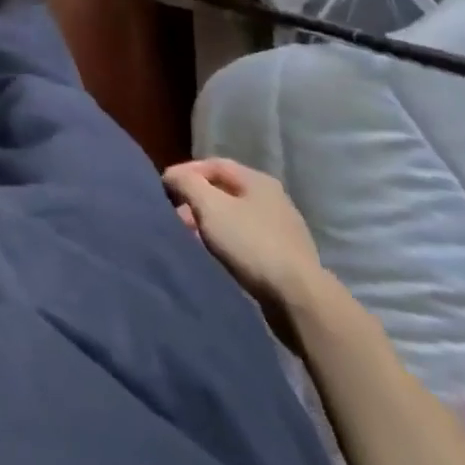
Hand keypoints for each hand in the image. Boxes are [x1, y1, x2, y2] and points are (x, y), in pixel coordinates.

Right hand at [162, 158, 328, 313]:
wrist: (299, 300)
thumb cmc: (250, 243)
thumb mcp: (209, 206)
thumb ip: (186, 183)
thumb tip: (172, 176)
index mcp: (258, 180)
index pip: (213, 164)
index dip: (186, 172)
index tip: (165, 188)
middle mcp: (273, 200)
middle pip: (224, 192)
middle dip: (196, 201)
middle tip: (175, 216)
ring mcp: (282, 230)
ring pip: (234, 218)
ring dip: (209, 224)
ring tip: (190, 238)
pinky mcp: (285, 259)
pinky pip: (246, 241)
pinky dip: (225, 242)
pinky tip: (215, 256)